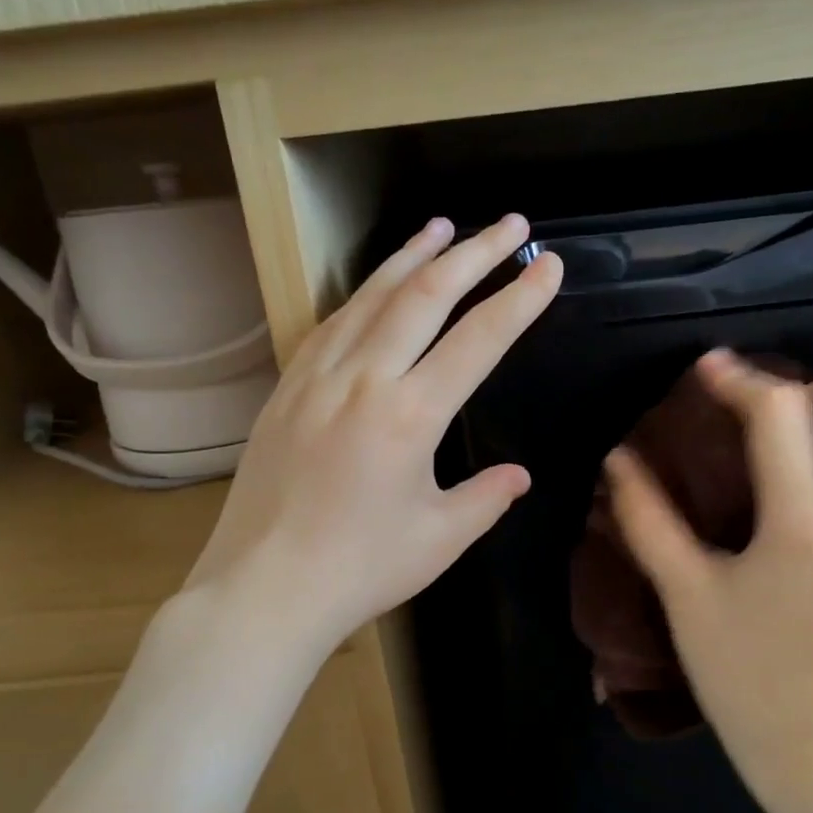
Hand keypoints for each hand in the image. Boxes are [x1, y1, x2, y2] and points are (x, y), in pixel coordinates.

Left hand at [186, 214, 563, 655]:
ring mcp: (317, 378)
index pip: (479, 339)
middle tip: (510, 224)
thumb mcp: (439, 538)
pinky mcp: (286, 389)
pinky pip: (331, 324)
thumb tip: (518, 475)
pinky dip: (363, 295)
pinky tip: (375, 286)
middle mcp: (363, 379)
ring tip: (443, 226)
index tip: (549, 266)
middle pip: (425, 296)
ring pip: (371, 297)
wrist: (263, 588)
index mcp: (410, 415)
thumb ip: (486, 498)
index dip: (520, 299)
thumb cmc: (359, 570)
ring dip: (412, 256)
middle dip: (474, 253)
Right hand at [604, 350, 812, 797]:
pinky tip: (812, 475)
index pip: (785, 416)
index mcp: (803, 526)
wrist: (807, 734)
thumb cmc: (738, 666)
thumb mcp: (683, 590)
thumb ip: (648, 518)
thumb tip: (618, 459)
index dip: (742, 381)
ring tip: (801, 437)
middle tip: (778, 410)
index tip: (708, 371)